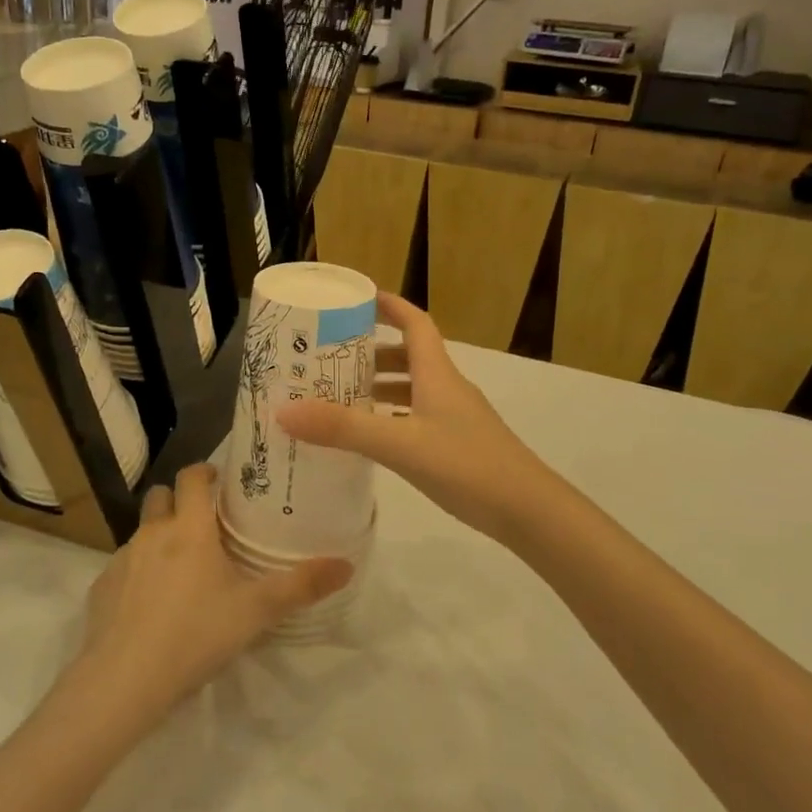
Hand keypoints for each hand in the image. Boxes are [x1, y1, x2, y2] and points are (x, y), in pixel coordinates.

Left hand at [75, 464, 351, 726]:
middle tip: (206, 524)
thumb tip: (346, 565)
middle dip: (180, 500)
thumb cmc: (196, 634)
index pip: (191, 476)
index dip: (205, 472)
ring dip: (160, 538)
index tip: (222, 483)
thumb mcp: (256, 612)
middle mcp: (152, 533)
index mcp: (189, 528)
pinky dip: (139, 573)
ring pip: (142, 533)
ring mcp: (121, 560)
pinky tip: (153, 607)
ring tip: (183, 570)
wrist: (124, 681)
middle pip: (160, 496)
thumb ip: (301, 586)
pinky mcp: (101, 589)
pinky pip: (124, 568)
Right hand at [277, 293, 555, 542]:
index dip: (388, 305)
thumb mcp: (401, 445)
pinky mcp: (457, 445)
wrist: (528, 511)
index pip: (415, 322)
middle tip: (329, 359)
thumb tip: (284, 410)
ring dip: (379, 388)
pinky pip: (416, 418)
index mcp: (437, 374)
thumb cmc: (467, 465)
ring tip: (339, 397)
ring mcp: (455, 418)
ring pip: (412, 390)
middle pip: (408, 356)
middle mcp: (447, 388)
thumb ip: (344, 429)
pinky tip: (369, 438)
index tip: (355, 300)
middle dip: (371, 353)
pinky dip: (390, 418)